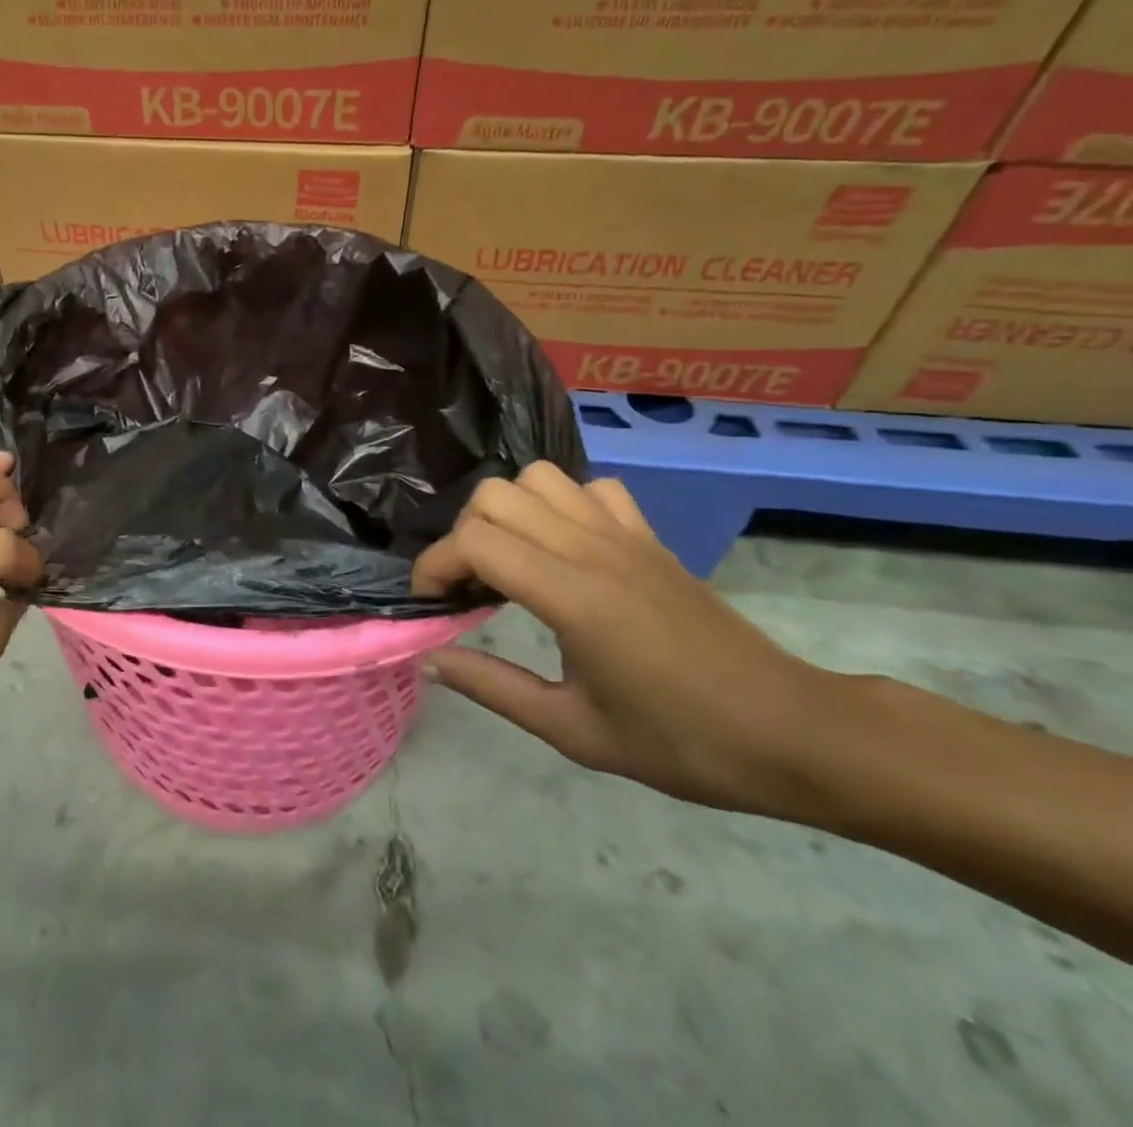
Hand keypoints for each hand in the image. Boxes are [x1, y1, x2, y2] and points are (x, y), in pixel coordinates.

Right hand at [413, 462, 838, 814]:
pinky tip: (564, 547)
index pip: (475, 542)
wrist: (792, 733)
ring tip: (509, 561)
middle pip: (495, 496)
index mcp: (572, 596)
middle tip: (469, 587)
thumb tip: (429, 659)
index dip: (435, 565)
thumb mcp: (574, 731)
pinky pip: (592, 489)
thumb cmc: (682, 743)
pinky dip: (563, 504)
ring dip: (507, 511)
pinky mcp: (649, 536)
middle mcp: (593, 549)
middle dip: (463, 535)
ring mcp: (625, 535)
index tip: (430, 603)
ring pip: (539, 478)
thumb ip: (492, 688)